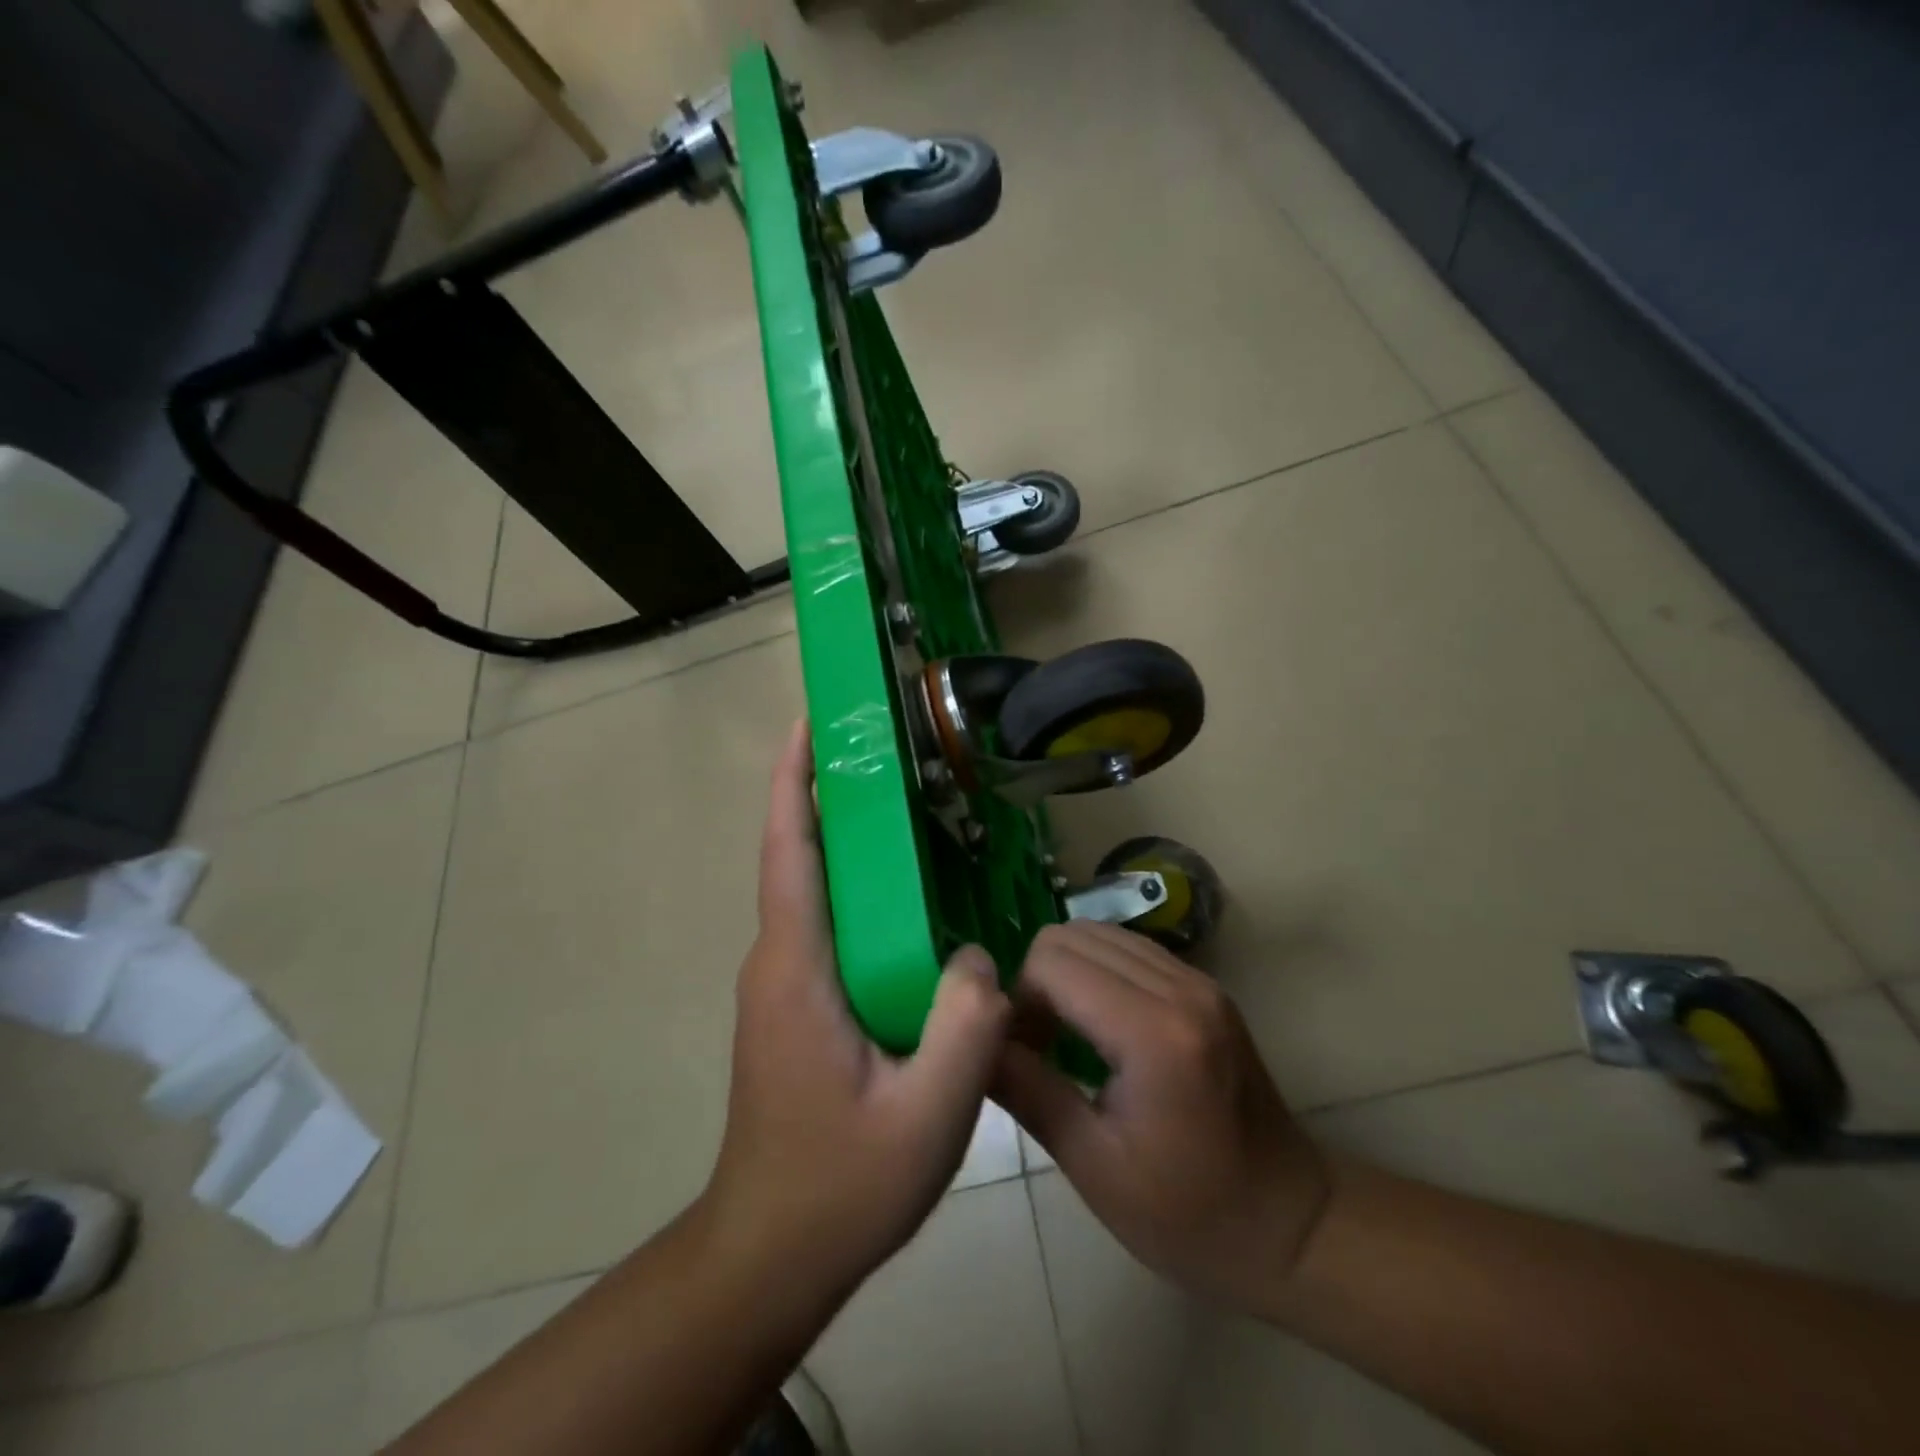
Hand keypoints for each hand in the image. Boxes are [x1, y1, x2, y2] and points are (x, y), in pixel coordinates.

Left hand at [703, 722, 1012, 1295]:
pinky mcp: (793, 1005)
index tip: (810, 722)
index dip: (792, 781)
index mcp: (797, 968)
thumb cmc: (840, 1185)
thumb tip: (980, 956)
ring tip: (905, 806)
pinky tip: (909, 898)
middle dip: (828, 793)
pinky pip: (825, 925)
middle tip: (883, 748)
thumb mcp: (926, 1116)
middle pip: (798, 857)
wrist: (771, 1252)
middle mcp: (777, 962)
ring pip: (813, 891)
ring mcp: (781, 984)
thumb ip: (965, 1027)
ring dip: (844, 840)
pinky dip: (855, 888)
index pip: (787, 851)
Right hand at [993, 922, 1330, 1308]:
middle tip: (1036, 1045)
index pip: (1052, 964)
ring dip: (1066, 972)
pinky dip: (1097, 972)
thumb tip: (972, 1043)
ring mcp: (1197, 979)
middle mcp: (1179, 987)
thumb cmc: (1188, 1216)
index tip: (1018, 1055)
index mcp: (1153, 1032)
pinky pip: (1129, 950)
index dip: (1018, 1001)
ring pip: (1099, 933)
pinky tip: (1099, 1026)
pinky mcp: (1204, 985)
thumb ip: (1028, 1090)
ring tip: (1065, 1034)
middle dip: (1037, 981)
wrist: (1293, 1225)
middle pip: (1071, 936)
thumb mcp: (1095, 1166)